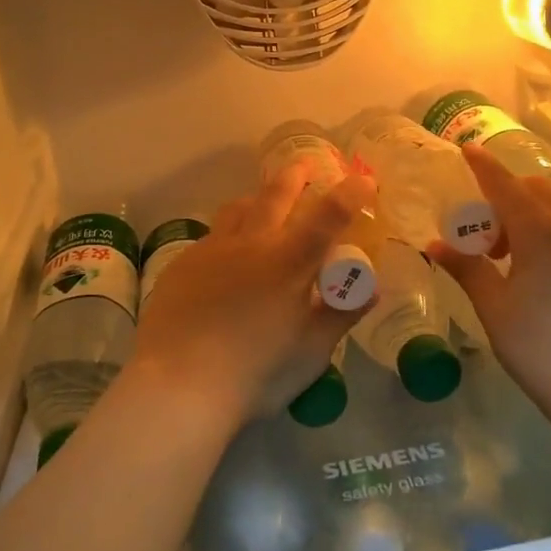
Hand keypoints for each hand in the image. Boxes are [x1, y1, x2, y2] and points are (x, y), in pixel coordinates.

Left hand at [125, 167, 376, 433]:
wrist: (178, 385)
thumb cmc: (255, 373)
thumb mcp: (311, 352)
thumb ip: (341, 314)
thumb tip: (372, 289)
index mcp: (289, 263)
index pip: (327, 216)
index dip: (349, 194)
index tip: (363, 180)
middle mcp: (252, 244)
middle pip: (276, 195)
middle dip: (295, 175)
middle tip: (304, 165)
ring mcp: (212, 250)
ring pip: (238, 208)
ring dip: (257, 198)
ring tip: (262, 200)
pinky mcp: (183, 264)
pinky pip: (211, 237)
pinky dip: (228, 234)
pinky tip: (225, 257)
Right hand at [430, 146, 550, 428]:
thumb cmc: (545, 352)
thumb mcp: (496, 311)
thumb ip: (467, 270)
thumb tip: (436, 244)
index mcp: (540, 233)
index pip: (505, 185)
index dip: (484, 166)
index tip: (468, 149)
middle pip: (537, 193)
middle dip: (508, 197)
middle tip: (485, 234)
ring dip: (532, 221)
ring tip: (513, 263)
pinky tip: (550, 287)